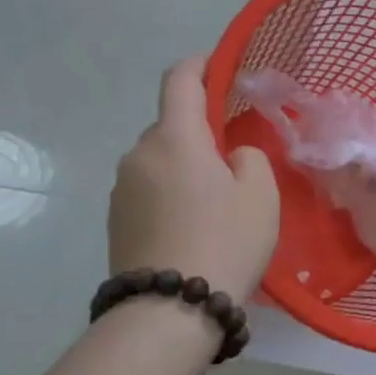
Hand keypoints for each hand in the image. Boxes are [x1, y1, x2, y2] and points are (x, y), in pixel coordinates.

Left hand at [109, 56, 279, 298]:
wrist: (169, 311)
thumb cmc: (224, 241)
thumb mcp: (260, 194)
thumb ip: (249, 158)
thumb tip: (230, 156)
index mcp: (176, 138)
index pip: (179, 81)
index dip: (198, 65)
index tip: (216, 63)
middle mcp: (139, 154)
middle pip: (171, 126)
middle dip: (199, 131)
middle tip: (233, 157)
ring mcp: (121, 189)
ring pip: (159, 160)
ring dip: (184, 166)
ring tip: (214, 200)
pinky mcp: (114, 220)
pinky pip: (148, 189)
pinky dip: (170, 193)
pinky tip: (192, 225)